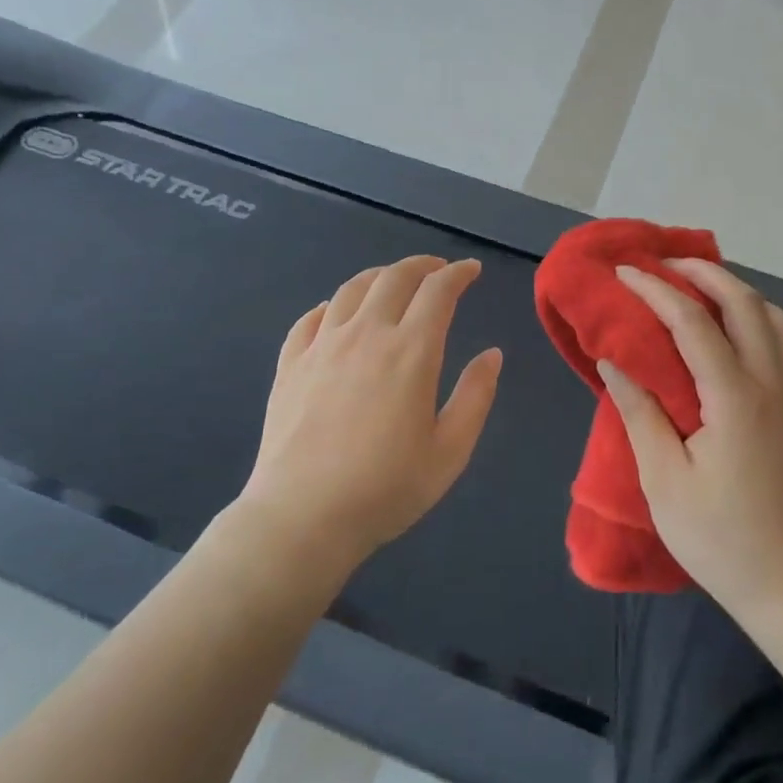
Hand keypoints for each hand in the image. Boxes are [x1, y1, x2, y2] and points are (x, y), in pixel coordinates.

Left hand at [235, 257, 502, 575]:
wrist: (302, 517)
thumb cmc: (386, 488)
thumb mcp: (450, 451)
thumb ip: (475, 396)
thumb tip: (492, 354)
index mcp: (410, 351)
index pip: (438, 291)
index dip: (458, 274)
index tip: (471, 271)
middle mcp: (366, 334)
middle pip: (394, 278)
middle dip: (421, 266)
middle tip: (437, 270)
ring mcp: (322, 346)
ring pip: (351, 289)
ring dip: (379, 276)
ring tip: (392, 282)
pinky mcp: (290, 364)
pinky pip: (310, 318)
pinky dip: (331, 305)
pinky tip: (335, 313)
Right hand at [599, 260, 782, 616]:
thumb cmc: (722, 538)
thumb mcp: (664, 480)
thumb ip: (640, 413)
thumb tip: (614, 360)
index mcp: (734, 398)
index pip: (692, 321)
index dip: (655, 290)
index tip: (624, 273)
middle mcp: (772, 382)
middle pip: (744, 302)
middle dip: (702, 272)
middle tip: (664, 263)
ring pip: (776, 317)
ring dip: (738, 290)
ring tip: (702, 288)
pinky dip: (763, 317)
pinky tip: (740, 330)